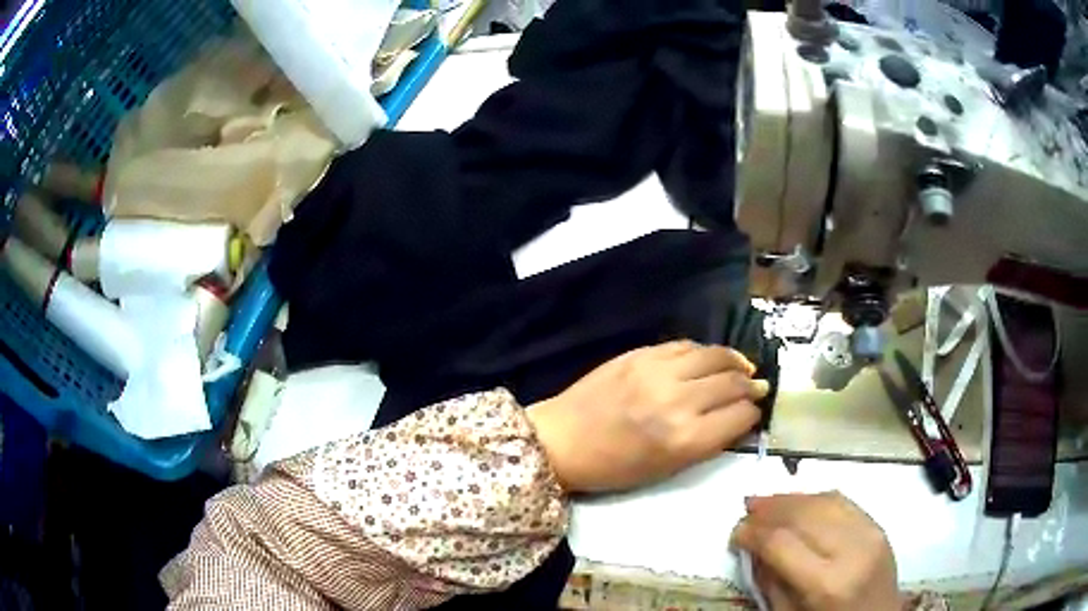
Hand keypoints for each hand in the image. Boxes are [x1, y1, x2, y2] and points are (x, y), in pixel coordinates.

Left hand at [527, 340, 766, 492]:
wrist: (562, 440)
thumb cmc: (614, 467)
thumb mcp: (667, 469)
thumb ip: (707, 442)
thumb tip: (737, 417)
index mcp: (685, 440)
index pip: (740, 416)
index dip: (753, 414)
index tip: (754, 413)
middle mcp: (678, 401)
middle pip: (733, 382)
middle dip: (750, 386)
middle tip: (756, 388)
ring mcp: (658, 371)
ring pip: (715, 355)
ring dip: (735, 362)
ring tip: (742, 368)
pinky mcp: (641, 353)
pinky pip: (686, 345)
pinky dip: (704, 352)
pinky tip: (709, 359)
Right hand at [731, 492, 902, 610]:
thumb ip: (771, 582)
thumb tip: (752, 548)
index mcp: (826, 583)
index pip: (781, 543)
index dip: (753, 533)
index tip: (735, 533)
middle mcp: (851, 550)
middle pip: (804, 514)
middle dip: (770, 508)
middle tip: (746, 509)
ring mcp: (870, 534)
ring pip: (825, 500)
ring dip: (791, 497)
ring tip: (767, 501)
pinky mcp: (879, 526)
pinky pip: (844, 502)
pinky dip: (816, 498)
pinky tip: (799, 502)